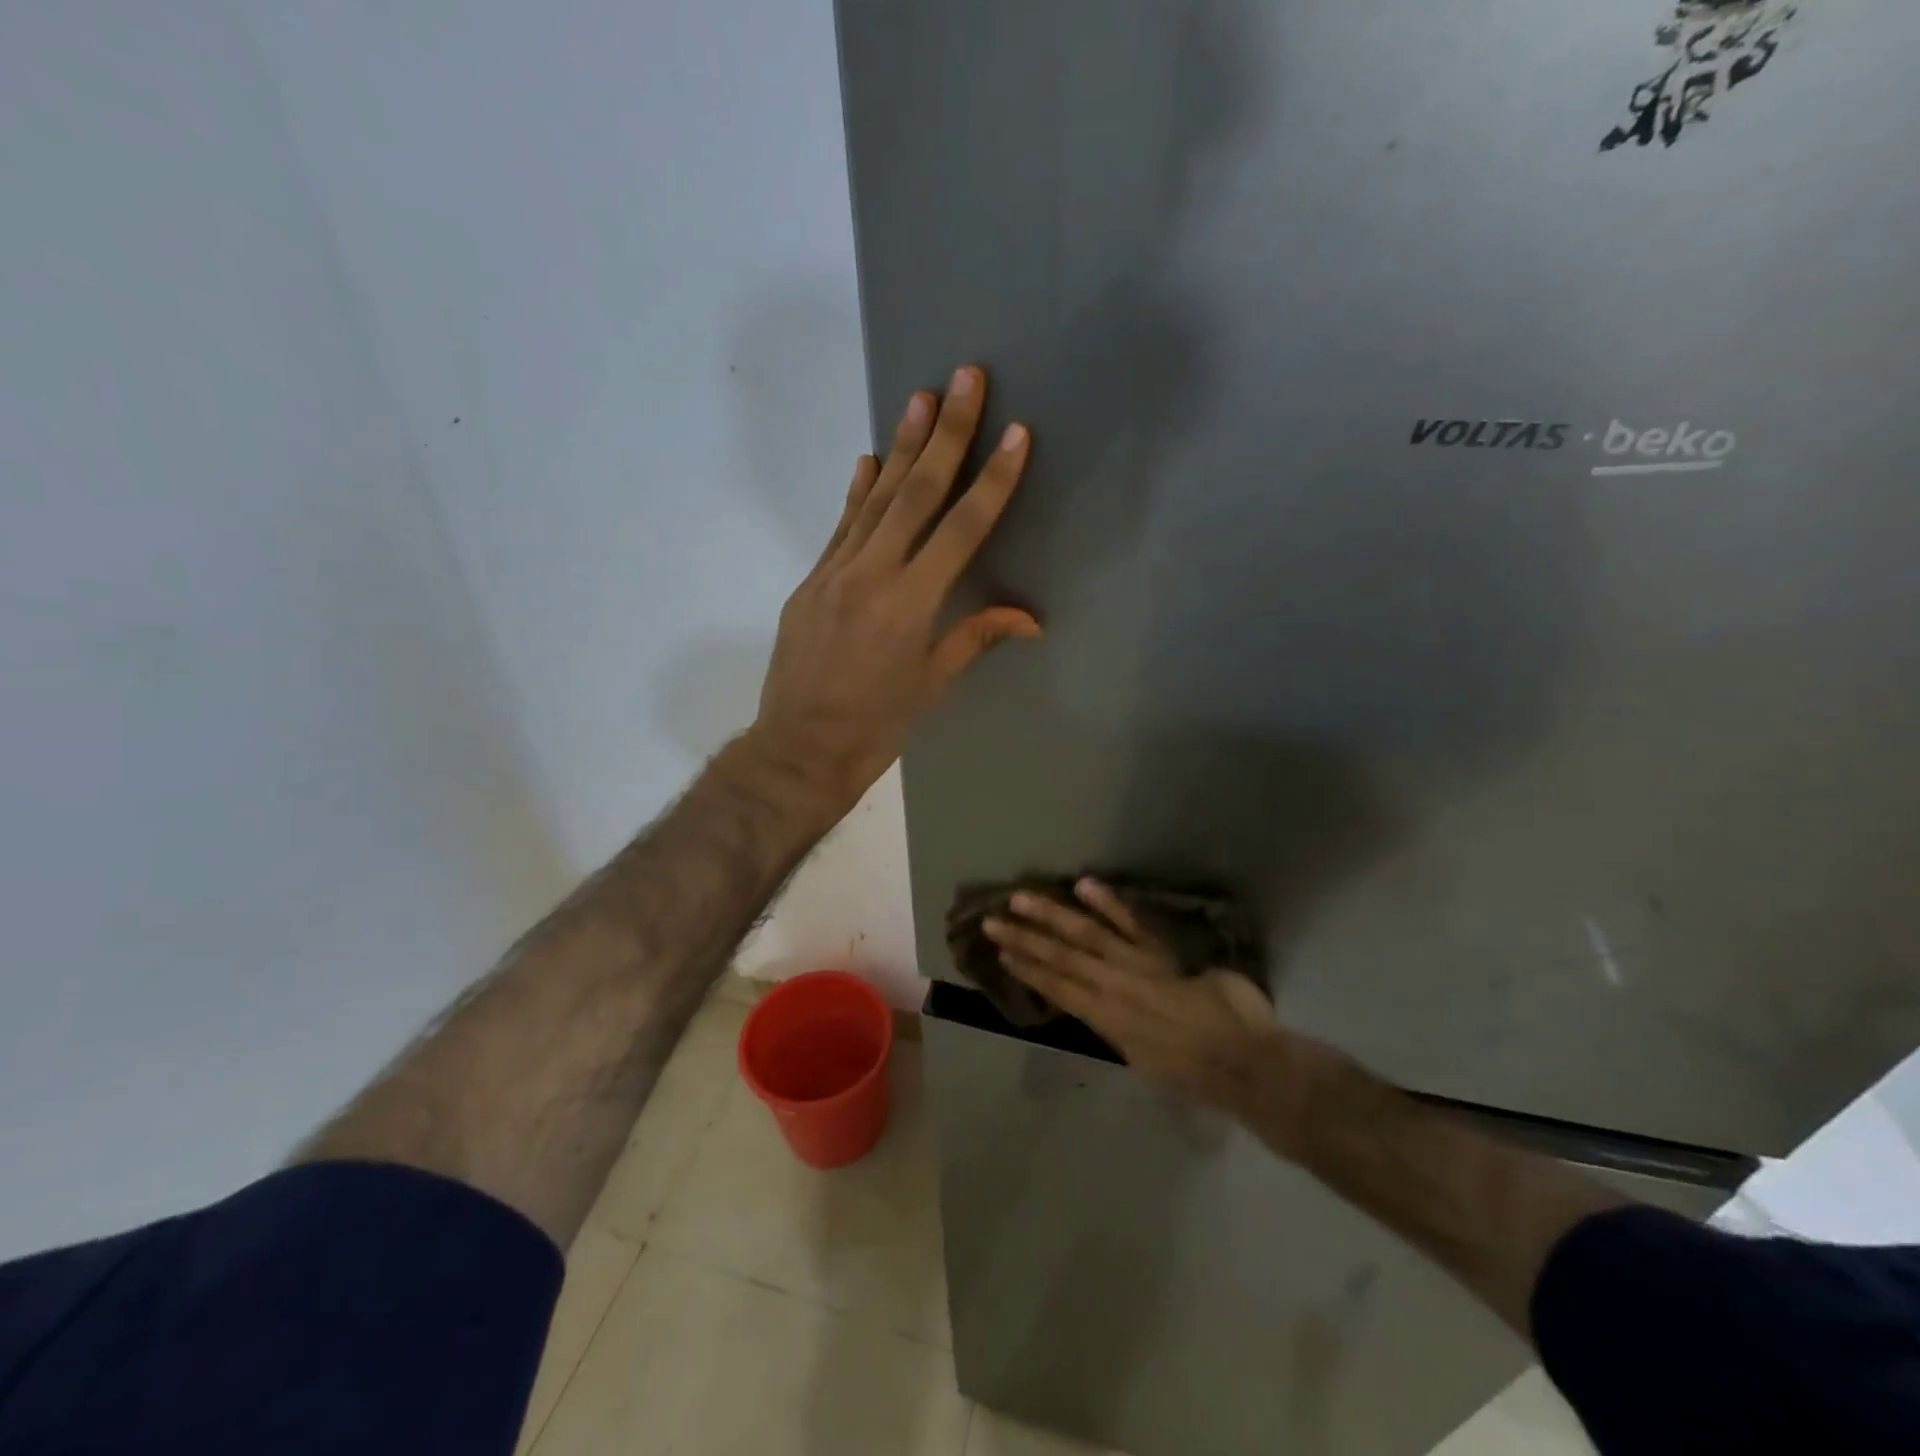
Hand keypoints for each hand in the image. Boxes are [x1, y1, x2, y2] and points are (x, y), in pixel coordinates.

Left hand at [747, 365, 1040, 814]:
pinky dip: (857, 492)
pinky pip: (841, 527)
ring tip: (920, 396)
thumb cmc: (877, 727)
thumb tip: (1031, 619)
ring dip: (900, 446)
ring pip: (875, 499)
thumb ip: (976, 637)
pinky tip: (868, 460)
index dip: (992, 480)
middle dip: (945, 433)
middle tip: (964, 377)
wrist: (799, 748)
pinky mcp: (811, 581)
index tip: (1015, 433)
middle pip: (915, 493)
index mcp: (912, 604)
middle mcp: (873, 575)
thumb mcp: (933, 684)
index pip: (961, 528)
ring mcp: (834, 573)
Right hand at [984, 879, 1282, 1111]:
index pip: (1058, 987)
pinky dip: (1108, 903)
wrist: (1242, 1063)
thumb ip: (1122, 1029)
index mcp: (1105, 1019)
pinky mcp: (1162, 951)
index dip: (1028, 970)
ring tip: (1021, 898)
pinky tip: (1083, 885)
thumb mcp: (1143, 1058)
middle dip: (1025, 939)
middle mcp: (1112, 987)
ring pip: (1085, 936)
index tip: (1001, 953)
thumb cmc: (1195, 1072)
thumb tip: (1113, 1009)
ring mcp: (1136, 964)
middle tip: (992, 921)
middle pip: (1060, 958)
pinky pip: (1132, 923)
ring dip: (1051, 916)